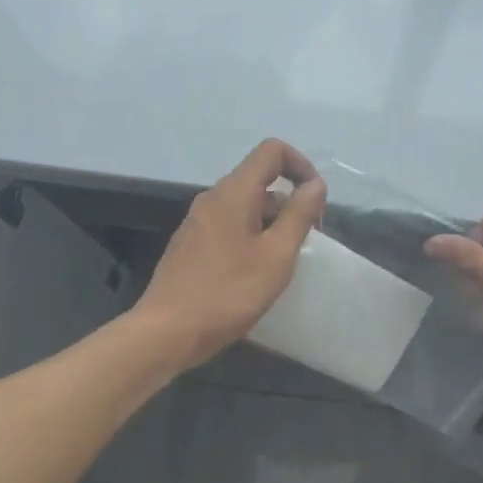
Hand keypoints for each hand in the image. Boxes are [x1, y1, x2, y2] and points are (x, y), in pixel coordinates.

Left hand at [135, 139, 326, 366]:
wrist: (166, 332)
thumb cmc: (228, 292)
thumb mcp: (276, 255)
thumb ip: (299, 214)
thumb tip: (315, 184)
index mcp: (233, 192)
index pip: (271, 151)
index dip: (301, 165)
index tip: (315, 201)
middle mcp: (212, 198)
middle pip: (259, 179)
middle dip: (289, 202)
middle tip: (305, 241)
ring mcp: (197, 221)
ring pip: (245, 206)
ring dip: (271, 223)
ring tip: (282, 262)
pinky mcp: (190, 245)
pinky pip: (229, 226)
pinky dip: (251, 237)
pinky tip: (254, 274)